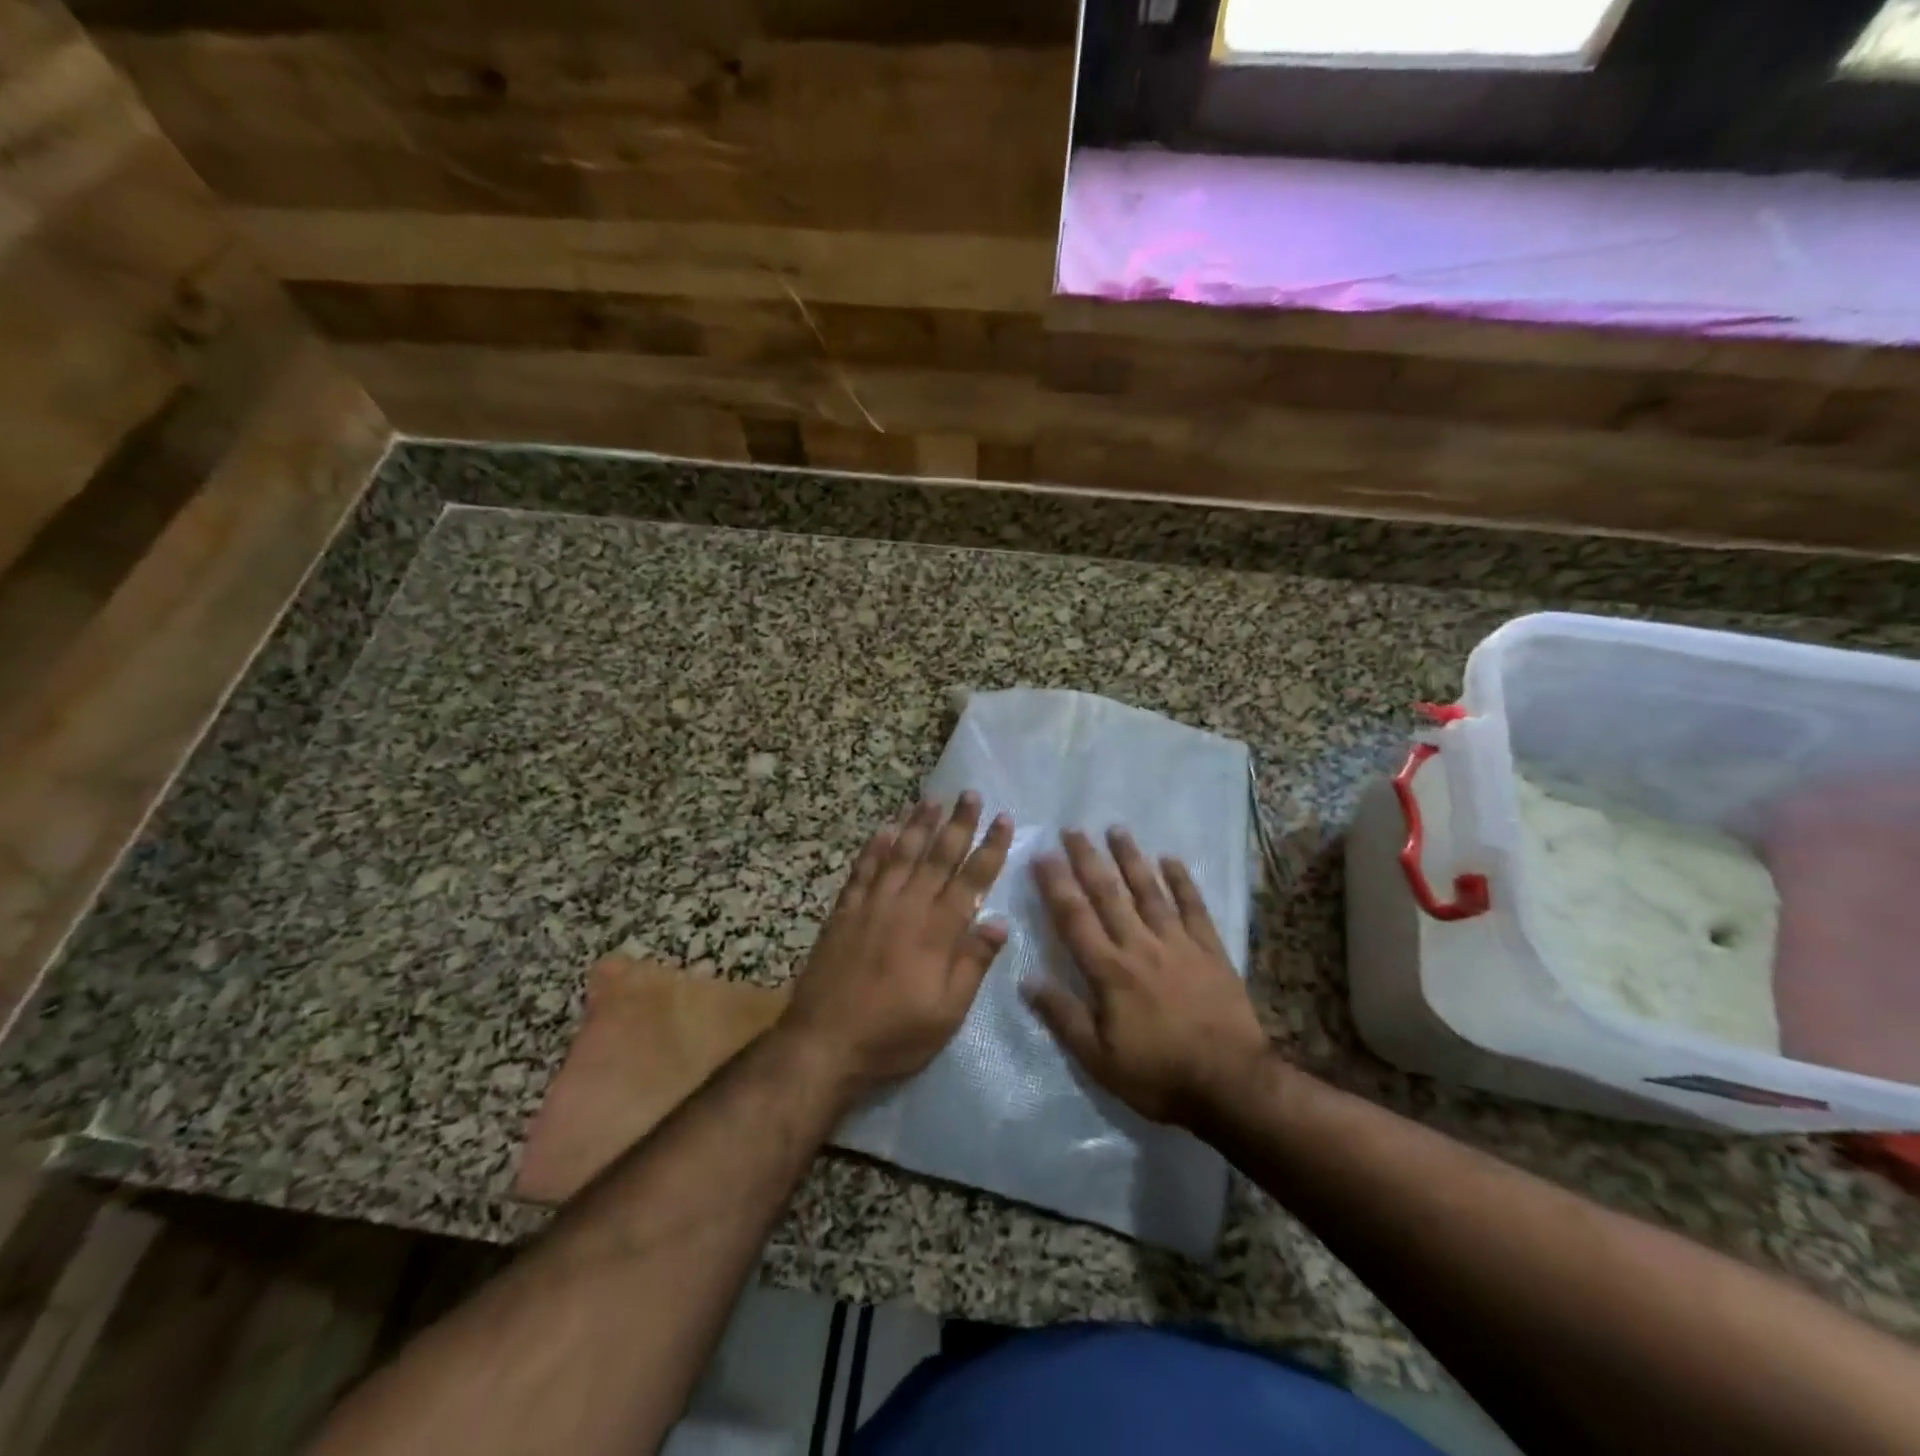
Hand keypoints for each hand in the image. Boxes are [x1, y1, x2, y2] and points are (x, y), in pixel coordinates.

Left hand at [779, 793, 1011, 1097]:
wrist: (824, 1043)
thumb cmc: (893, 1035)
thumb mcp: (947, 1013)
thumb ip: (973, 964)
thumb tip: (999, 922)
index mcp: (937, 931)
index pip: (971, 879)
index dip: (990, 848)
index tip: (1004, 819)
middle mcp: (907, 907)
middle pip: (937, 856)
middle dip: (958, 823)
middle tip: (970, 793)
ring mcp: (872, 905)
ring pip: (900, 853)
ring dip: (917, 824)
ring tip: (932, 799)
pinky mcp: (844, 911)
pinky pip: (863, 869)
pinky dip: (875, 846)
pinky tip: (884, 828)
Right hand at [1027, 828, 1271, 1127]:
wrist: (1232, 1085)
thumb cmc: (1159, 1075)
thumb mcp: (1099, 1060)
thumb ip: (1063, 1017)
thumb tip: (1027, 980)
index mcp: (1109, 971)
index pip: (1074, 918)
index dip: (1055, 884)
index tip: (1042, 855)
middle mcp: (1140, 946)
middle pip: (1108, 894)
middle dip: (1088, 859)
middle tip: (1073, 829)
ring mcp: (1178, 944)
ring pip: (1149, 891)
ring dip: (1131, 859)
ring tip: (1117, 830)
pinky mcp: (1210, 950)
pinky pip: (1194, 907)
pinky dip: (1182, 882)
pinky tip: (1171, 860)